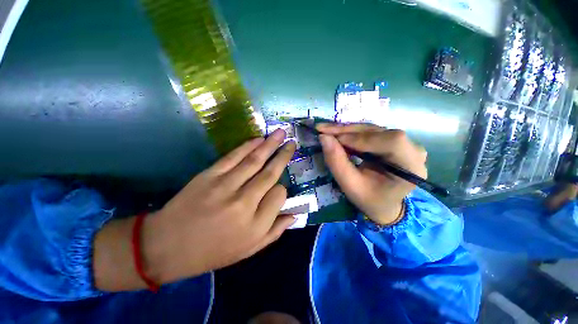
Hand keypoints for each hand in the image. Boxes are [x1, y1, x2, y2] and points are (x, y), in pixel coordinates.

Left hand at [94, 129, 296, 290]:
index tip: (278, 188)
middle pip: (270, 174)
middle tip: (293, 143)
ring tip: (281, 133)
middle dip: (284, 156)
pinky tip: (259, 139)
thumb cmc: (212, 252)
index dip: (282, 189)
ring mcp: (226, 186)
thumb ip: (275, 231)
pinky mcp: (209, 176)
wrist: (167, 246)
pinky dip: (248, 146)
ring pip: (255, 161)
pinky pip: (233, 157)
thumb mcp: (249, 250)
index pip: (279, 195)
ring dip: (270, 145)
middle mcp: (244, 203)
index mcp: (256, 225)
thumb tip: (295, 215)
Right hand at [317, 123, 426, 225]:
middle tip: (323, 130)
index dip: (359, 138)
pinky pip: (370, 132)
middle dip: (347, 131)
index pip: (390, 141)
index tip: (332, 139)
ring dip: (347, 131)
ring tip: (326, 131)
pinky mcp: (393, 141)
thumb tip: (323, 137)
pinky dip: (351, 133)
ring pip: (372, 129)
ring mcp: (404, 143)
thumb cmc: (370, 200)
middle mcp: (412, 150)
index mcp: (410, 166)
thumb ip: (337, 163)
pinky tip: (337, 135)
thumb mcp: (351, 186)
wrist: (384, 204)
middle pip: (378, 131)